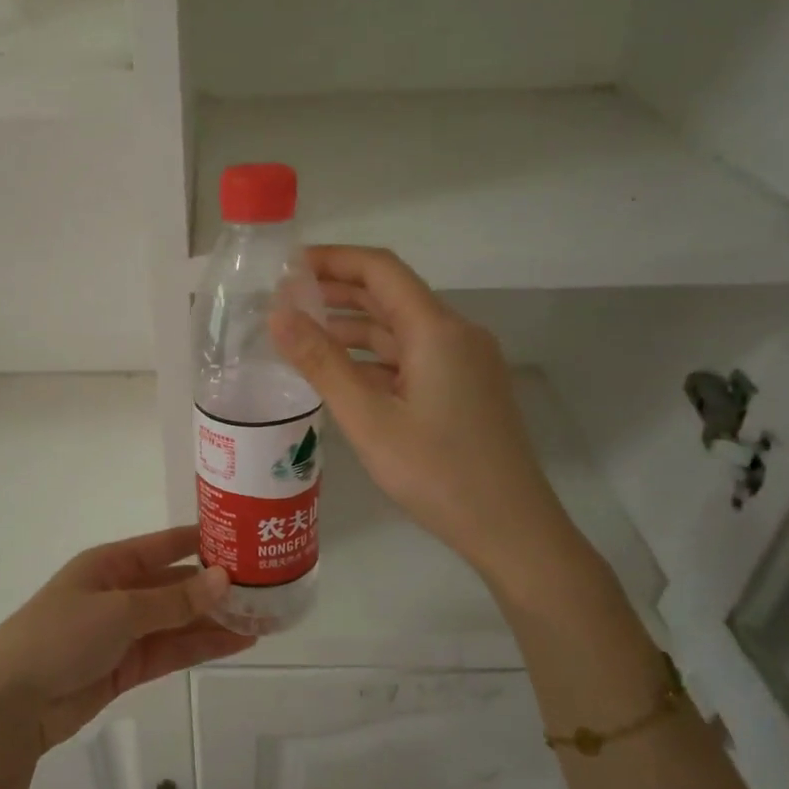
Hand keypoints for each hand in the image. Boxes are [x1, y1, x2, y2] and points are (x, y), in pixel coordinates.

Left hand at [0, 528, 250, 774]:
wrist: (11, 704)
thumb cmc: (60, 637)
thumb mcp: (119, 610)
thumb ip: (174, 600)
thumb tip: (224, 578)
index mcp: (110, 563)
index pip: (165, 545)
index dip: (202, 541)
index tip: (245, 539)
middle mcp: (119, 592)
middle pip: (176, 585)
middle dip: (216, 588)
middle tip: (266, 588)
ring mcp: (124, 632)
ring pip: (179, 621)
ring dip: (215, 620)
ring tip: (263, 618)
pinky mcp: (127, 667)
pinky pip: (171, 650)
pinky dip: (201, 647)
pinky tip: (237, 642)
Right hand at [270, 246, 604, 609]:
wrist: (511, 529)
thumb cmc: (437, 473)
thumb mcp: (368, 418)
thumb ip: (321, 363)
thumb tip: (278, 314)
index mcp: (437, 330)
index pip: (381, 270)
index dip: (333, 259)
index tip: (287, 265)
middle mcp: (456, 335)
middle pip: (391, 295)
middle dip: (337, 291)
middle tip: (284, 297)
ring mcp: (464, 363)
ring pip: (401, 330)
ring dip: (354, 326)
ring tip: (301, 332)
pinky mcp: (464, 389)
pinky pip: (412, 358)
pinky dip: (374, 357)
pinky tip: (342, 372)